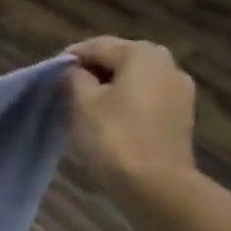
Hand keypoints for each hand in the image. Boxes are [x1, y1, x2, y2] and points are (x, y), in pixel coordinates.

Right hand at [63, 38, 195, 196]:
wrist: (155, 185)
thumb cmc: (114, 138)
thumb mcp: (82, 105)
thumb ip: (74, 79)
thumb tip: (75, 72)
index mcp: (142, 53)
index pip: (97, 46)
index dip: (69, 58)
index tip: (49, 75)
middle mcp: (167, 64)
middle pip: (119, 62)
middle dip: (91, 76)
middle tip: (65, 95)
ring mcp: (179, 91)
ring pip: (134, 84)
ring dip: (109, 93)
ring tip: (84, 113)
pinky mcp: (180, 118)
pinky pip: (145, 104)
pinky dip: (125, 108)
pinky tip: (109, 127)